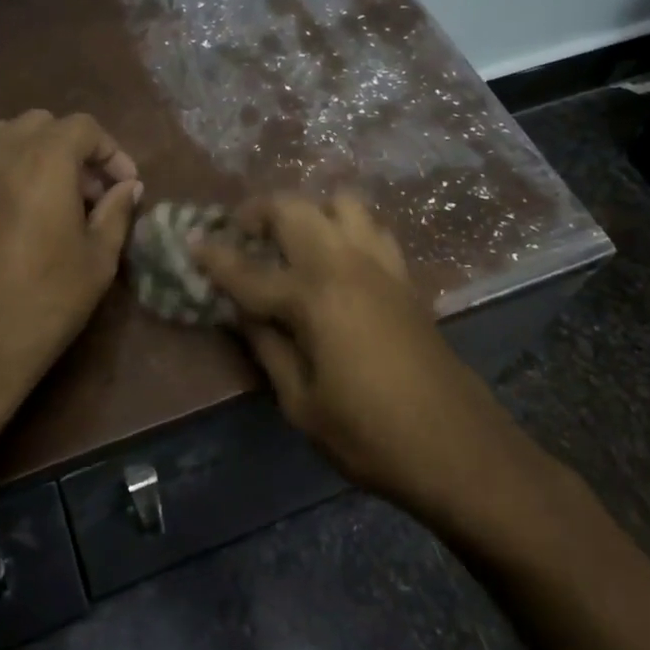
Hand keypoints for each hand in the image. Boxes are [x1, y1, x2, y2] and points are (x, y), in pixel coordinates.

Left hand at [0, 110, 141, 474]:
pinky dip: (4, 174)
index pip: (84, 127)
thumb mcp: (97, 262)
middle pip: (42, 124)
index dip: (111, 152)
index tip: (124, 186)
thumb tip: (128, 187)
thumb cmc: (41, 304)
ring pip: (4, 138)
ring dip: (35, 155)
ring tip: (50, 200)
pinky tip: (13, 219)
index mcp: (43, 160)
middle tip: (89, 194)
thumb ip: (116, 213)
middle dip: (73, 149)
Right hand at [195, 193, 517, 513]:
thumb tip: (243, 311)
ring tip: (292, 240)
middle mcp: (345, 265)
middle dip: (259, 211)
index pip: (250, 270)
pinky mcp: (405, 276)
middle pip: (295, 209)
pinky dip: (346, 227)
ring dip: (309, 210)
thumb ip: (268, 347)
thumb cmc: (370, 436)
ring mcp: (381, 265)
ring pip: (341, 202)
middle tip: (241, 232)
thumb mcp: (301, 404)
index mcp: (314, 298)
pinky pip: (371, 228)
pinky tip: (337, 258)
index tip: (191, 240)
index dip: (215, 257)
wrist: (458, 447)